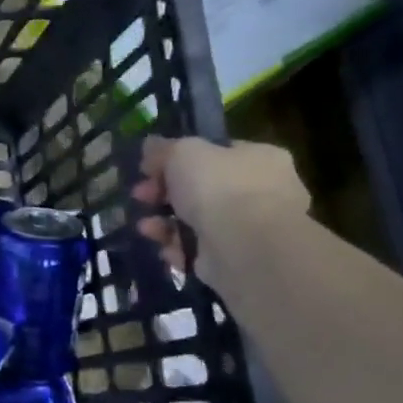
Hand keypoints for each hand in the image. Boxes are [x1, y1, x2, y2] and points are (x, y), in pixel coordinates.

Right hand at [131, 136, 308, 282]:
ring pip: (196, 219)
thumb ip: (164, 148)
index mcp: (260, 157)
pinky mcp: (237, 256)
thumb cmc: (218, 187)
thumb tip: (151, 146)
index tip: (149, 168)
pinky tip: (164, 247)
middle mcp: (262, 190)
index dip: (177, 159)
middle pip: (201, 187)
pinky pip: (199, 247)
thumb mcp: (182, 152)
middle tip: (141, 195)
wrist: (245, 245)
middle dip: (164, 192)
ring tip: (145, 227)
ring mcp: (250, 226)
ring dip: (164, 221)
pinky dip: (177, 246)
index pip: (215, 152)